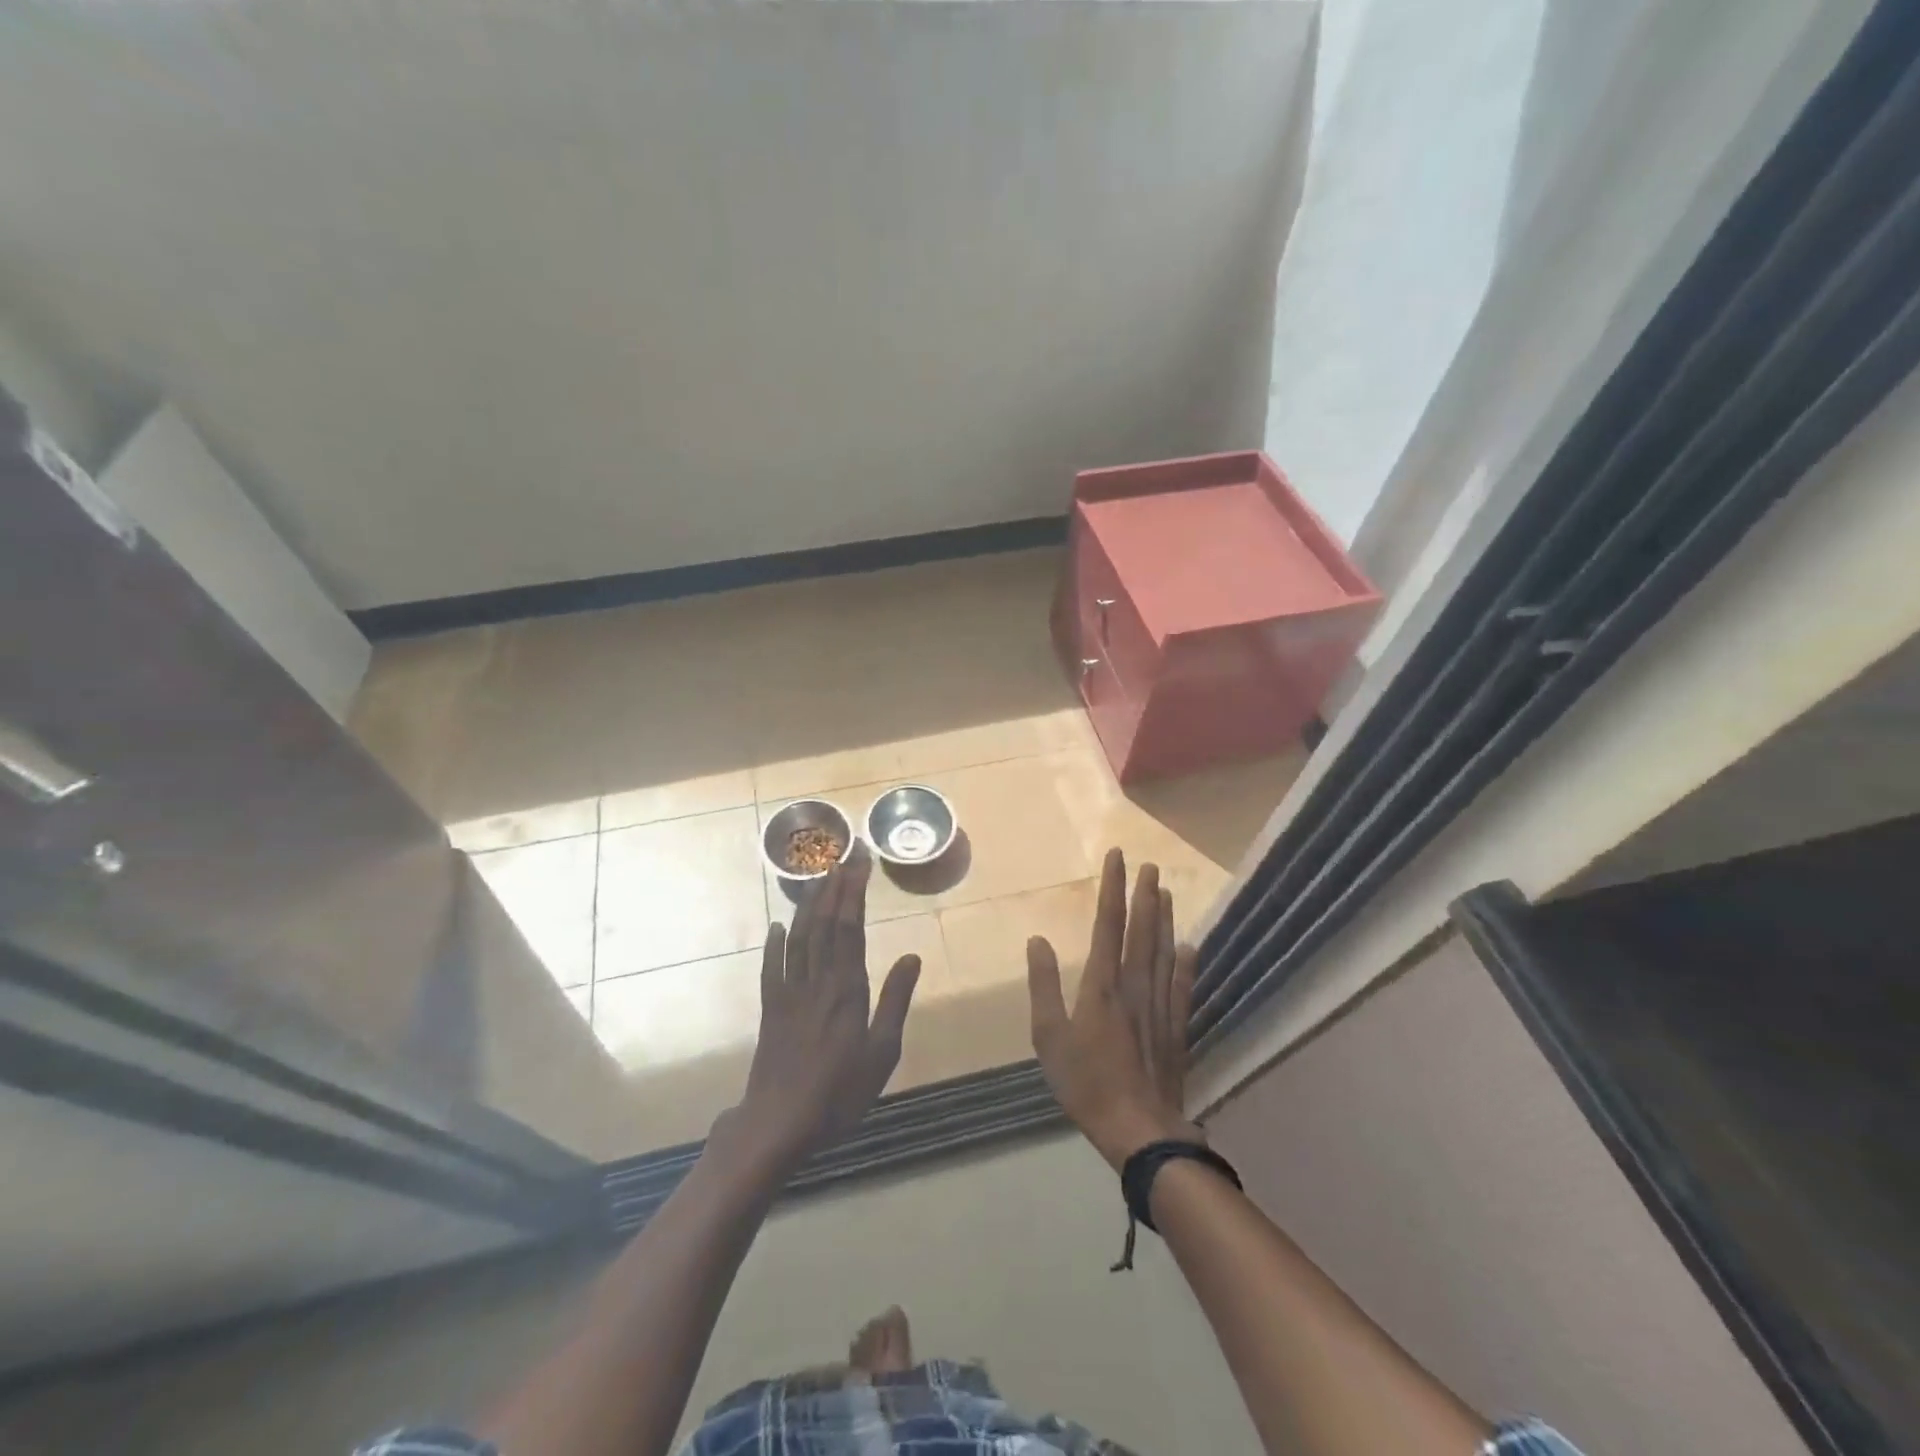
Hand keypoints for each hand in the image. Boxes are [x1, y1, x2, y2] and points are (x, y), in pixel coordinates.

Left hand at [735, 854, 921, 1166]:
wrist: (779, 1123)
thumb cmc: (839, 1092)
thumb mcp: (881, 1053)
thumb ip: (895, 1002)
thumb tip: (911, 957)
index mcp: (847, 989)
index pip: (850, 928)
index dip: (854, 894)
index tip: (860, 865)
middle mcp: (817, 981)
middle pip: (825, 924)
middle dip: (834, 888)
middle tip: (843, 858)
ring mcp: (789, 993)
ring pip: (799, 938)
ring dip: (808, 906)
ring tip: (817, 879)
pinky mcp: (770, 1009)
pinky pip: (772, 967)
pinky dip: (775, 943)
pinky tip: (778, 926)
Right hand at [1027, 848, 1203, 1169]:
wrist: (1138, 1129)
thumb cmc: (1086, 1082)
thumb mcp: (1049, 1036)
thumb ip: (1043, 985)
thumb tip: (1037, 940)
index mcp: (1102, 984)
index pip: (1108, 924)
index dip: (1112, 888)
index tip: (1117, 858)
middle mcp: (1134, 986)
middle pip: (1141, 931)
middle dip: (1143, 895)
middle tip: (1150, 865)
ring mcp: (1159, 1006)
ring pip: (1163, 952)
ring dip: (1164, 919)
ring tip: (1166, 891)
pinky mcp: (1176, 1028)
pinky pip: (1182, 987)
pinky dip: (1186, 964)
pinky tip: (1190, 946)